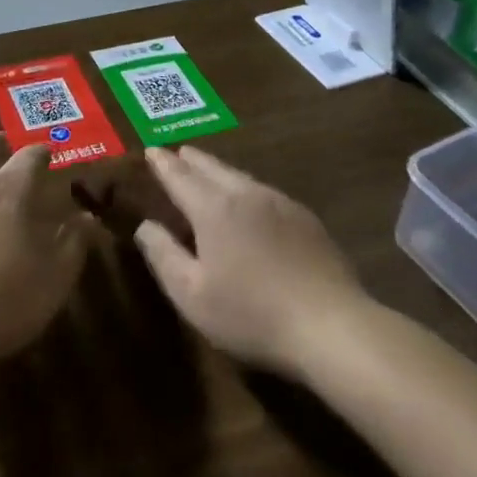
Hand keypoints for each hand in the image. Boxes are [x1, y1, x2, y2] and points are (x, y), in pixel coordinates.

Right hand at [134, 145, 364, 376]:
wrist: (331, 326)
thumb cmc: (251, 314)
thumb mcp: (192, 295)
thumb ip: (163, 256)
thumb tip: (145, 226)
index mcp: (214, 209)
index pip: (180, 177)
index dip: (163, 164)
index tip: (151, 151)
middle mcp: (247, 195)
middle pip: (213, 168)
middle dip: (191, 160)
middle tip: (178, 153)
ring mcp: (281, 204)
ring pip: (242, 177)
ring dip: (220, 171)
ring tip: (208, 172)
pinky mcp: (306, 220)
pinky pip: (265, 193)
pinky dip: (246, 189)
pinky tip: (250, 203)